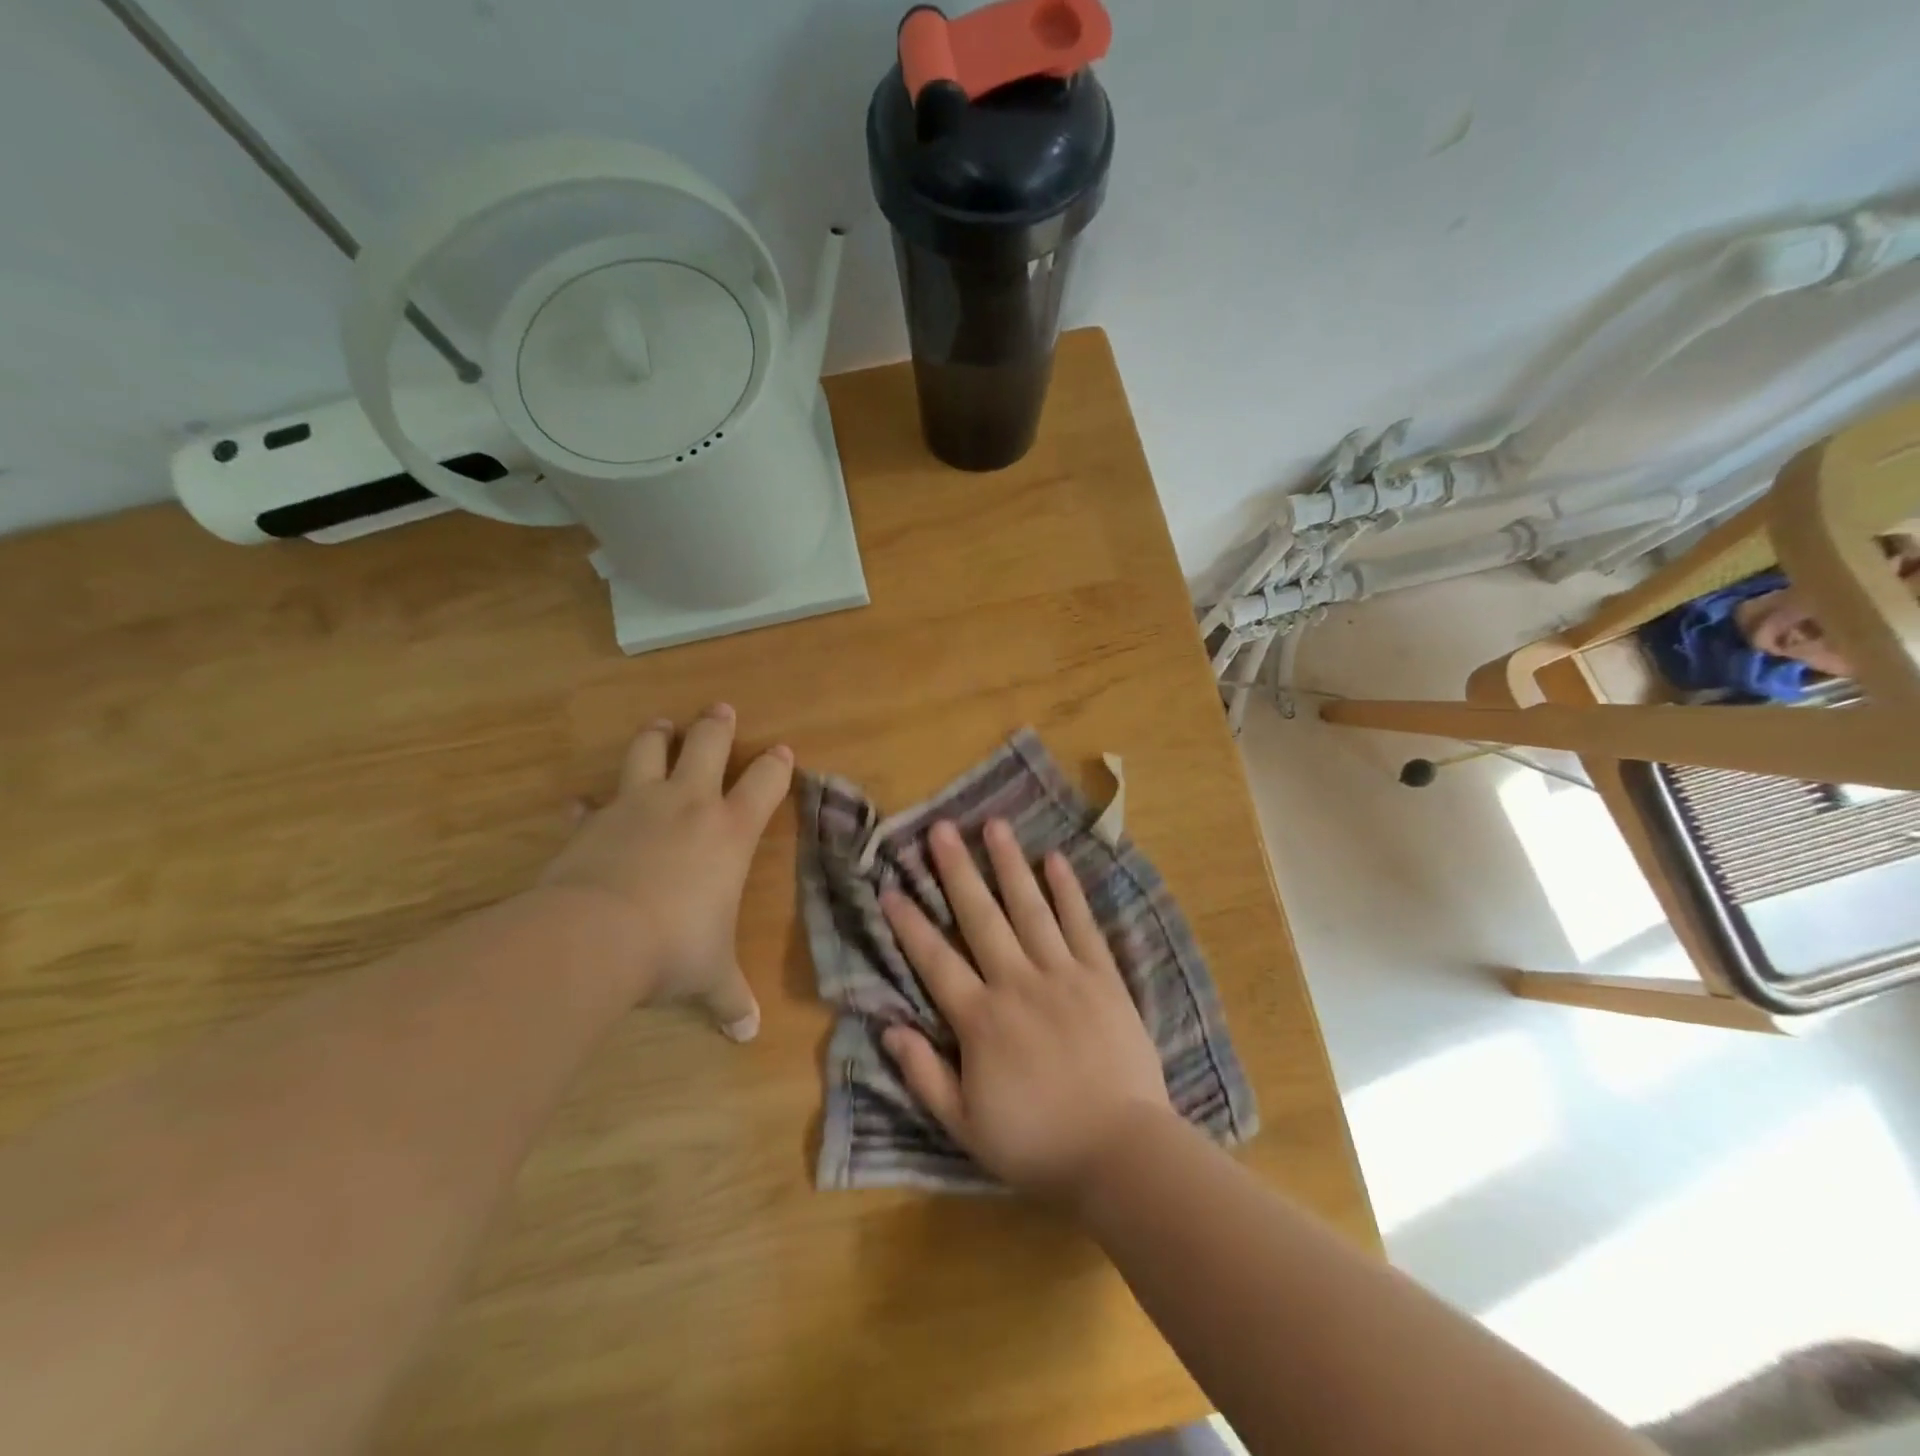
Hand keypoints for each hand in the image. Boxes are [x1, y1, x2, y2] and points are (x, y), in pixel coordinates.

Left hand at [540, 705, 791, 1039]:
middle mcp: (689, 805)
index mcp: (730, 831)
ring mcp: (637, 806)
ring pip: (650, 752)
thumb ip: (730, 999)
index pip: (765, 783)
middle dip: (717, 725)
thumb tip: (748, 1034)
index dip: (777, 766)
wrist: (595, 936)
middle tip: (721, 709)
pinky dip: (591, 803)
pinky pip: (593, 804)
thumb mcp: (710, 977)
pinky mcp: (593, 822)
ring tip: (662, 726)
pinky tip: (584, 805)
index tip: (783, 752)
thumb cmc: (674, 947)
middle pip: (708, 744)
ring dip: (658, 736)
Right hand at [880, 818, 1171, 1199]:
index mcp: (981, 1020)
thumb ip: (924, 1075)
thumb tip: (888, 1028)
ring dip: (1010, 864)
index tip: (890, 888)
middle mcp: (1018, 983)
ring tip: (994, 825)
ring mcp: (1064, 975)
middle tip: (940, 829)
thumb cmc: (1037, 1143)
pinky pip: (1082, 925)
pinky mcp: (1102, 978)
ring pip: (1030, 908)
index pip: (935, 961)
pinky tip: (1055, 860)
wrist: (1120, 1152)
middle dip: (957, 870)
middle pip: (981, 917)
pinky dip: (1068, 891)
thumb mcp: (965, 1126)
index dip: (910, 924)